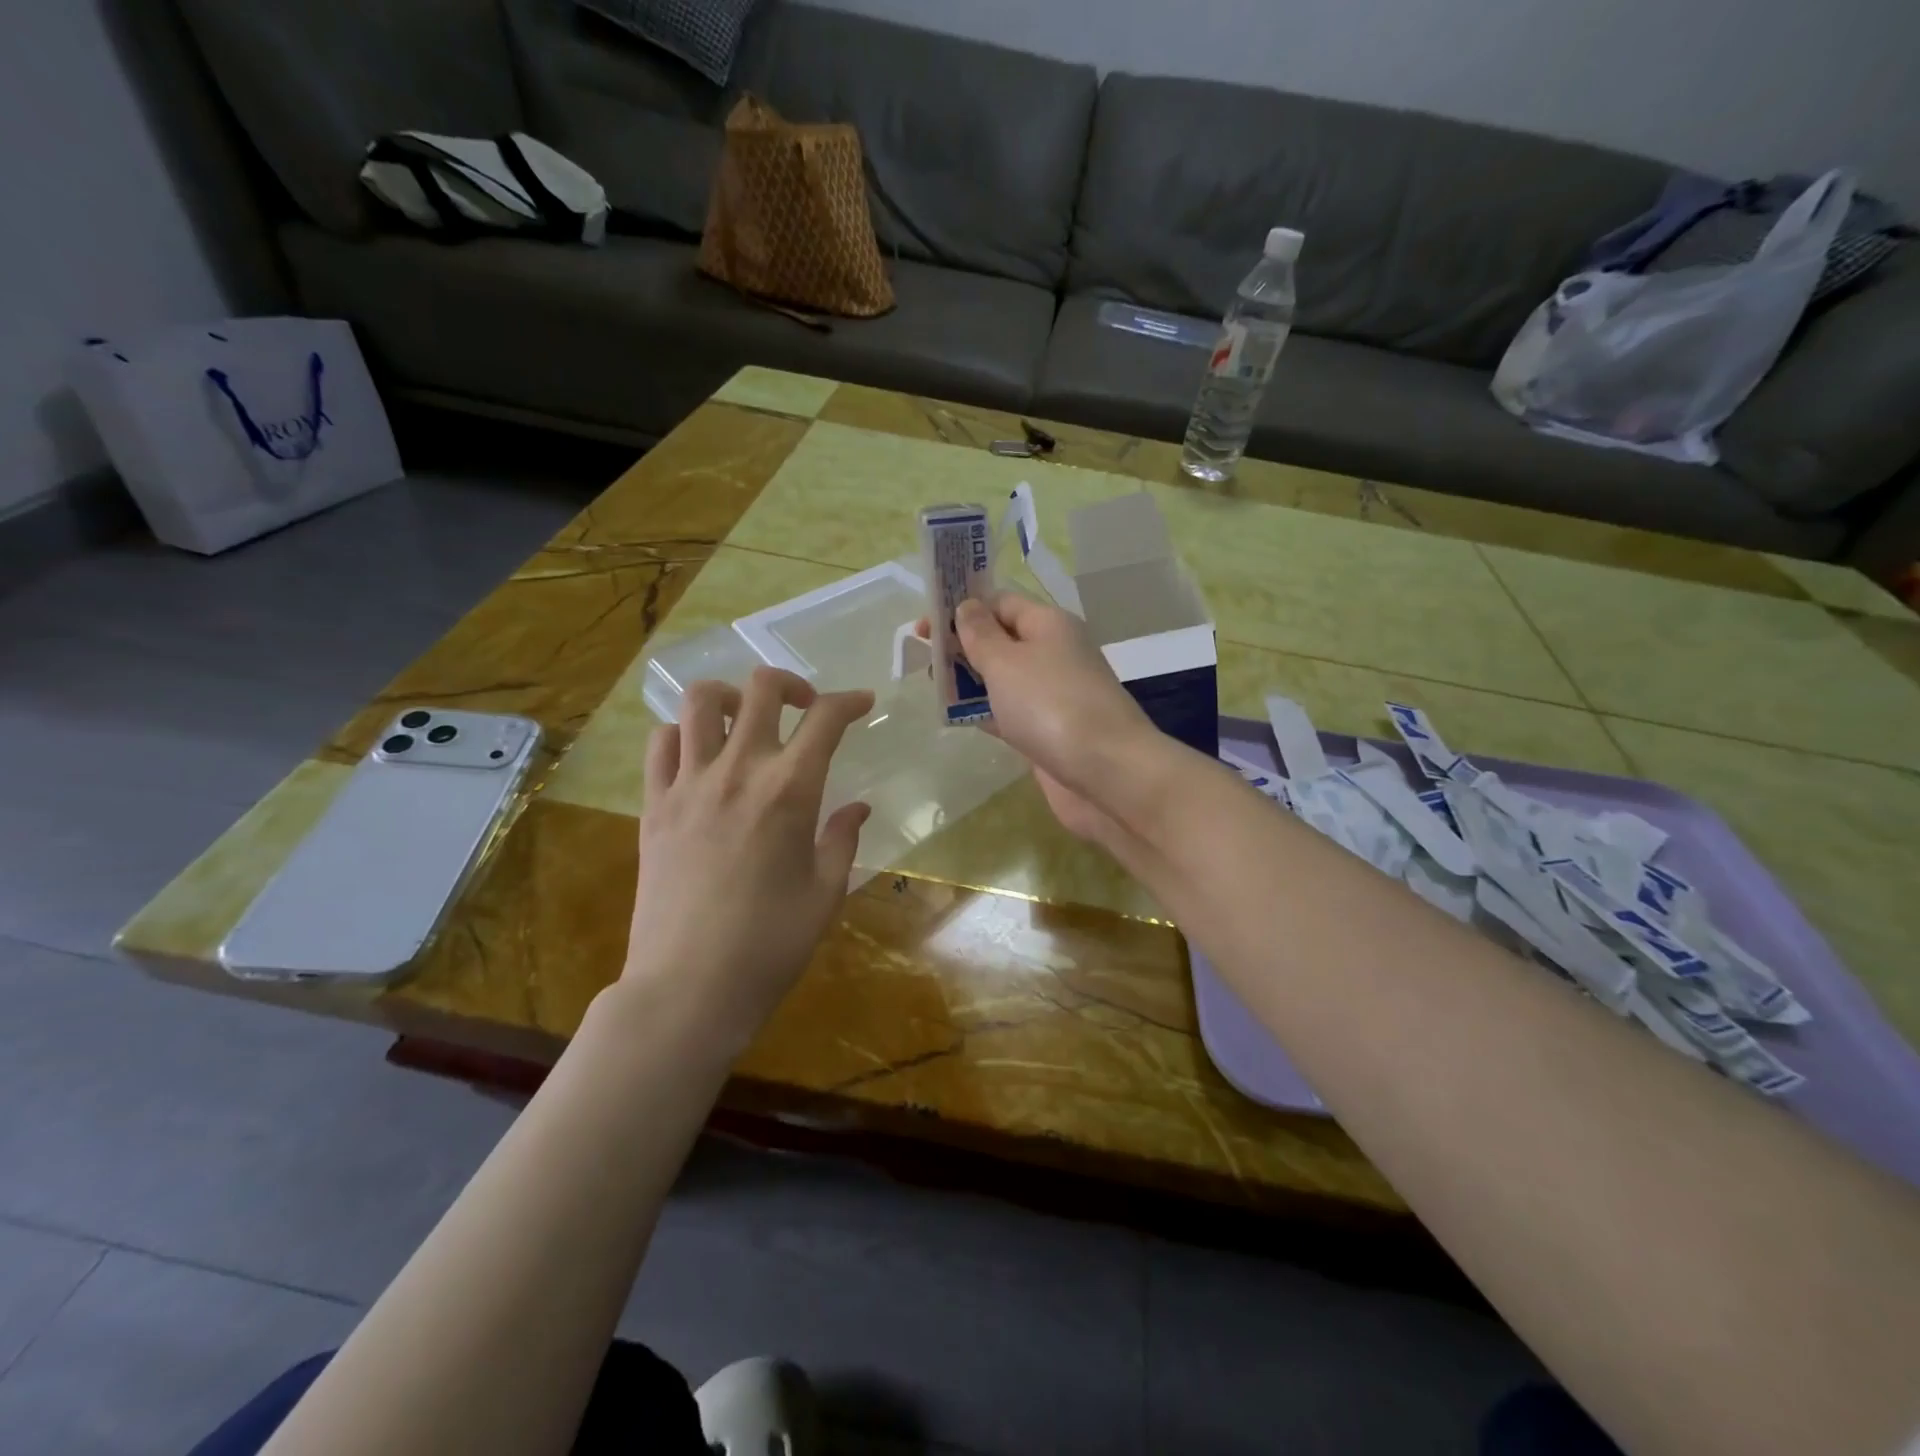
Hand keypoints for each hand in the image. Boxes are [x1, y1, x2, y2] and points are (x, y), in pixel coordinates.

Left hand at [625, 667, 872, 1049]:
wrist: (688, 988)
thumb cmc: (770, 945)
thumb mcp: (825, 893)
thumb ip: (841, 840)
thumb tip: (855, 808)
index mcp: (789, 791)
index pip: (825, 720)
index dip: (850, 702)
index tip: (863, 703)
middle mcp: (737, 771)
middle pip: (760, 689)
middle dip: (791, 684)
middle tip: (805, 709)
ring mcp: (687, 784)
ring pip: (700, 701)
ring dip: (732, 698)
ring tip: (746, 722)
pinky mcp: (652, 806)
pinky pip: (659, 744)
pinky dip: (682, 734)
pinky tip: (700, 757)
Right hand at [947, 593, 1158, 846]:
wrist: (1106, 772)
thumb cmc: (1050, 705)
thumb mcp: (1006, 661)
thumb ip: (980, 634)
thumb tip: (967, 606)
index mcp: (1049, 624)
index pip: (1001, 603)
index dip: (963, 609)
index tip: (925, 628)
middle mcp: (1055, 653)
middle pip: (1002, 640)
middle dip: (964, 646)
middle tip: (924, 660)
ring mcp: (1054, 694)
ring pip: (1005, 678)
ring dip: (971, 681)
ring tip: (934, 689)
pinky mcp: (1050, 730)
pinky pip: (1011, 712)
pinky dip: (986, 712)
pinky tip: (959, 718)